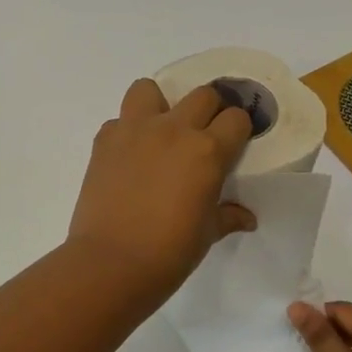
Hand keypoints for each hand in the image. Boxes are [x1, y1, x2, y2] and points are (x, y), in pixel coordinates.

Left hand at [67, 79, 255, 306]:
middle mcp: (174, 130)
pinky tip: (128, 157)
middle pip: (202, 95)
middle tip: (203, 136)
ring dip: (160, 104)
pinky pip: (119, 120)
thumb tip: (247, 218)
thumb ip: (227, 216)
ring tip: (159, 131)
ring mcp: (135, 131)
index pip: (236, 118)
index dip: (239, 130)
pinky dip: (126, 132)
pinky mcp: (104, 140)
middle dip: (209, 111)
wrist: (111, 263)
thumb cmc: (170, 252)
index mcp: (208, 151)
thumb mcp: (207, 234)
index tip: (235, 143)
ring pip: (150, 89)